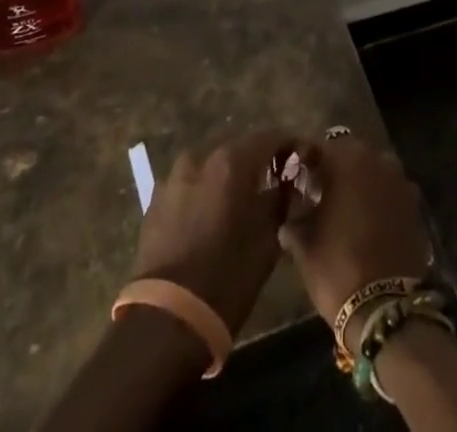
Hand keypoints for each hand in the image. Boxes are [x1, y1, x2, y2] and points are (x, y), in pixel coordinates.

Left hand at [131, 129, 301, 334]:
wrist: (167, 319)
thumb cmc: (227, 277)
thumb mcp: (267, 240)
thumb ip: (279, 201)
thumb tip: (286, 184)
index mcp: (232, 161)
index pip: (270, 136)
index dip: (288, 144)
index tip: (300, 156)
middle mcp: (201, 156)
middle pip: (238, 145)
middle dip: (256, 157)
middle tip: (271, 177)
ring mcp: (174, 175)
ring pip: (210, 161)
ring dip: (227, 172)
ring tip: (239, 195)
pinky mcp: (156, 198)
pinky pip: (189, 181)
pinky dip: (204, 188)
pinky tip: (211, 211)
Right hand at [277, 136, 431, 350]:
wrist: (386, 309)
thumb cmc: (338, 268)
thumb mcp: (304, 246)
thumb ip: (294, 223)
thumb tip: (288, 220)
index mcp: (349, 160)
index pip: (321, 148)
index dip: (307, 162)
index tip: (298, 180)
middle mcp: (378, 160)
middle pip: (351, 155)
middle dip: (335, 169)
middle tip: (319, 194)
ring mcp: (401, 182)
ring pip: (373, 171)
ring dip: (360, 183)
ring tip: (345, 209)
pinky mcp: (416, 206)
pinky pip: (391, 192)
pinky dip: (379, 200)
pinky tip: (367, 224)